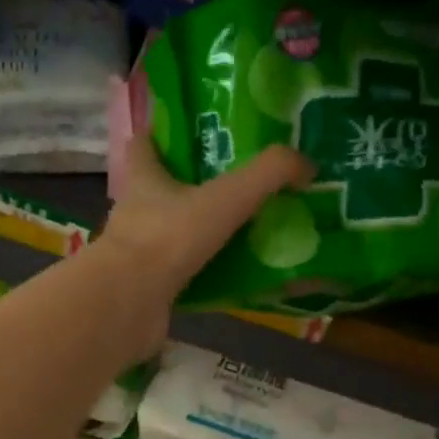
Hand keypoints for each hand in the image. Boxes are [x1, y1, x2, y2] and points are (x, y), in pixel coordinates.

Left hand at [97, 133, 312, 306]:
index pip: (143, 145)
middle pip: (160, 191)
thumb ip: (270, 174)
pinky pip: (180, 276)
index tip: (192, 134)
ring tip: (241, 233)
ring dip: (197, 235)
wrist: (130, 303)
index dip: (162, 135)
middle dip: (190, 188)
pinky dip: (203, 276)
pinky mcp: (147, 289)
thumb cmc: (169, 237)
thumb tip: (308, 165)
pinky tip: (231, 278)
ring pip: (170, 236)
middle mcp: (135, 212)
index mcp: (145, 179)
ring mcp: (138, 254)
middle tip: (235, 187)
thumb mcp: (227, 197)